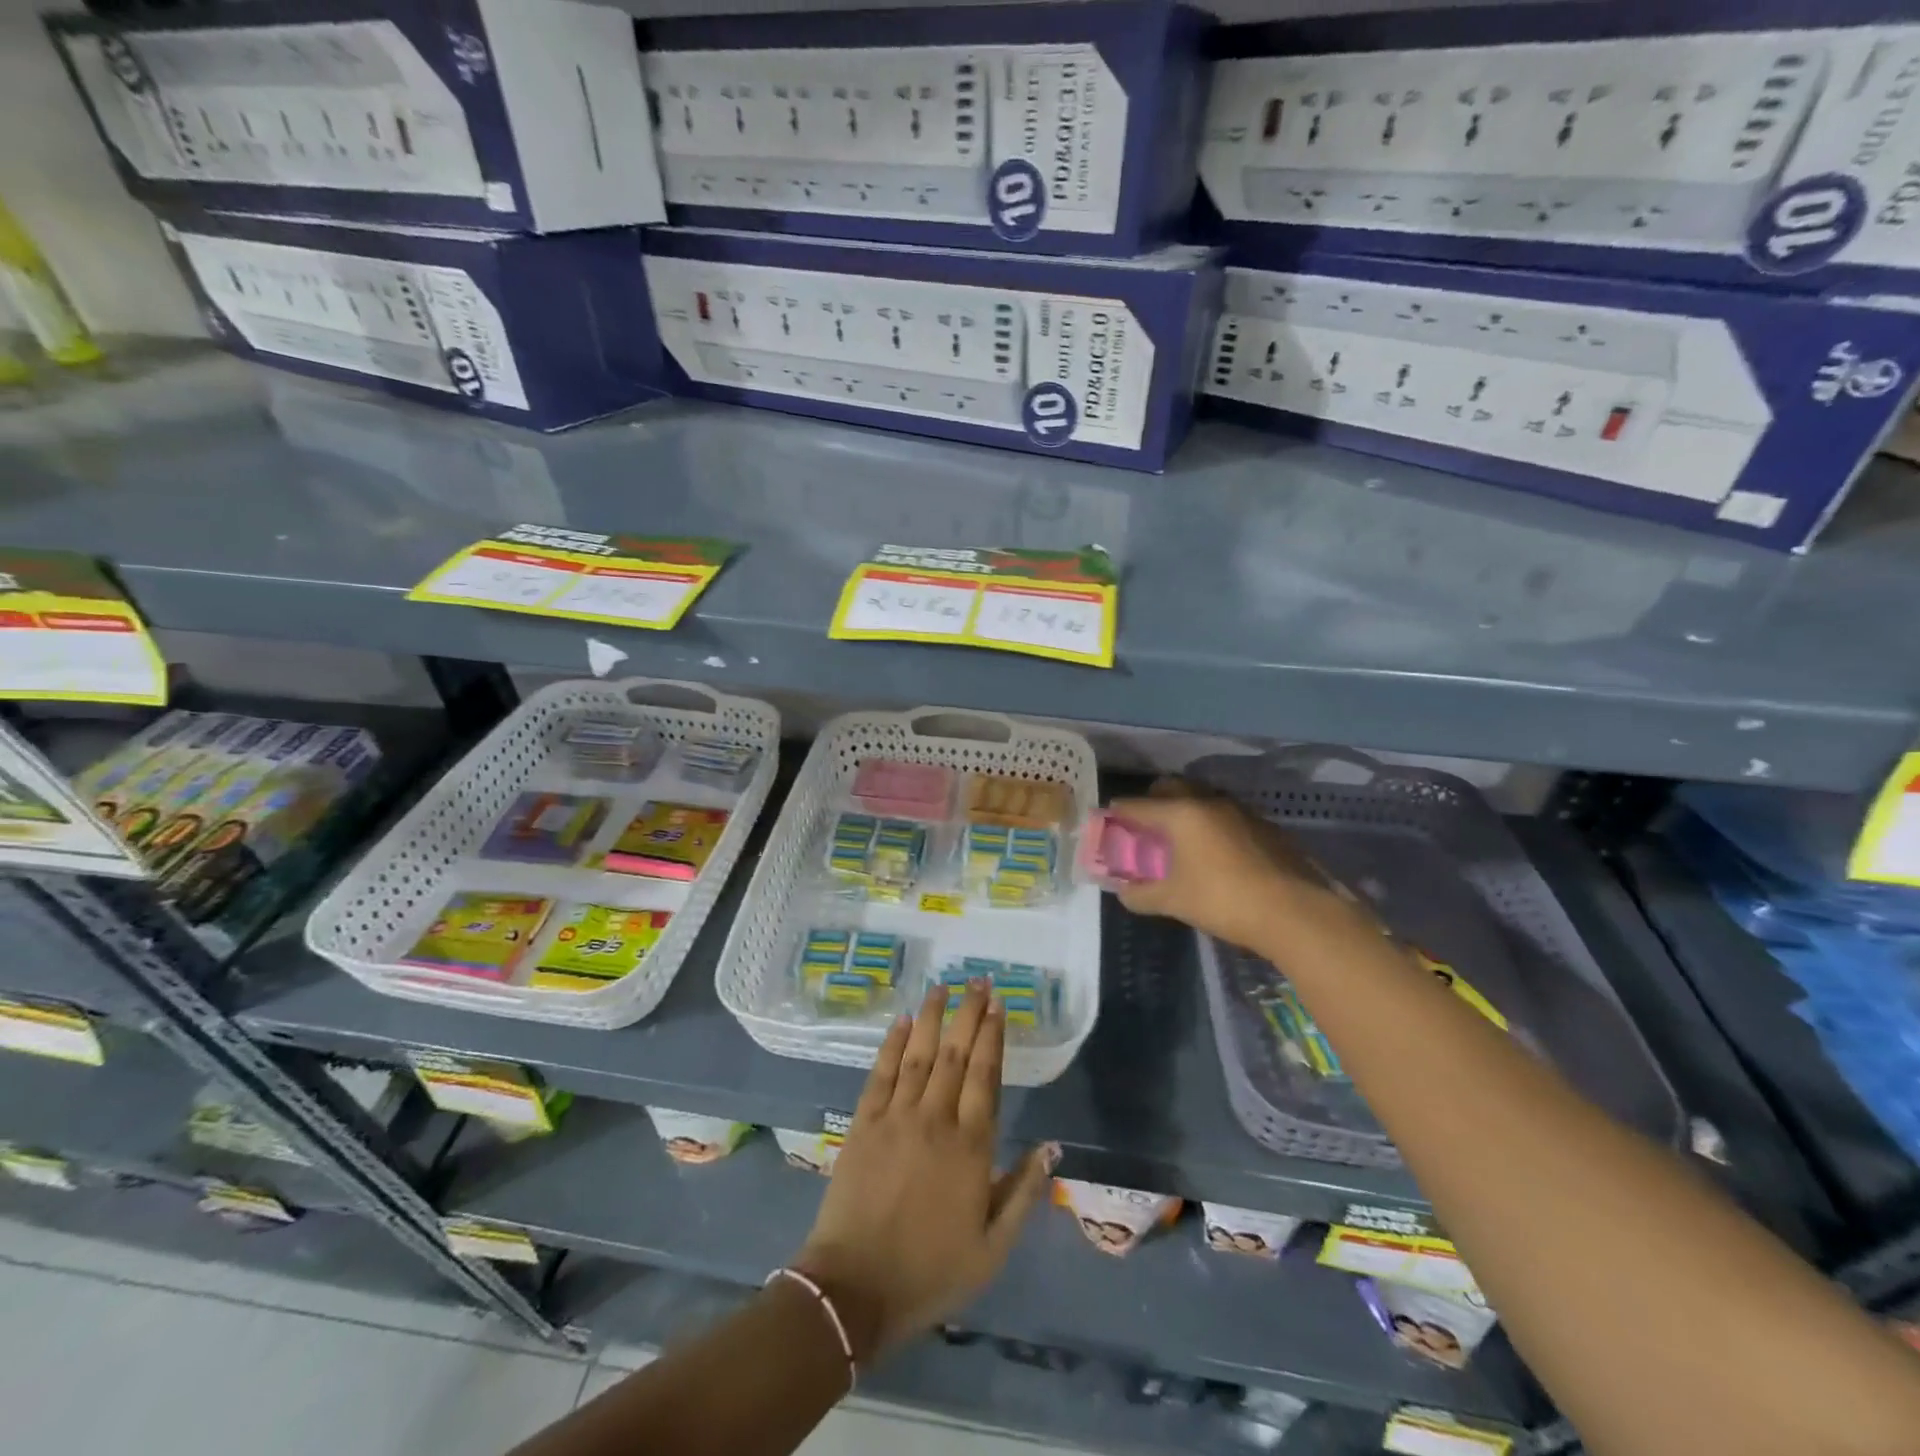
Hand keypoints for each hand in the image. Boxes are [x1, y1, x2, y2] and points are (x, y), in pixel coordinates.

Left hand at [793, 981, 1057, 1366]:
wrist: (855, 1289)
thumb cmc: (931, 1271)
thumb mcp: (992, 1247)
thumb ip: (1024, 1192)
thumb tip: (1051, 1147)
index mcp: (970, 1146)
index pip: (986, 1075)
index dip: (994, 1036)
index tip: (1000, 1004)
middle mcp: (935, 1119)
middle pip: (956, 1054)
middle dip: (970, 1013)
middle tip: (979, 980)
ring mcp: (896, 1116)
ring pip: (919, 1053)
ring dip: (933, 1017)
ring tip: (943, 986)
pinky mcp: (863, 1123)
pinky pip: (881, 1072)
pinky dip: (892, 1043)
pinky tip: (902, 1020)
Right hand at [1106, 778, 1349, 951]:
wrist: (1295, 912)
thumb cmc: (1223, 900)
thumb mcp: (1173, 901)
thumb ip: (1141, 894)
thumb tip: (1123, 892)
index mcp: (1181, 813)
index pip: (1136, 805)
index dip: (1116, 814)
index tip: (1106, 822)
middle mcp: (1209, 802)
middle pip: (1170, 788)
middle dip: (1151, 802)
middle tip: (1142, 827)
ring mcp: (1241, 811)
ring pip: (1201, 798)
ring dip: (1184, 810)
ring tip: (1178, 839)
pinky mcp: (1264, 826)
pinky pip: (1225, 815)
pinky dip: (1210, 824)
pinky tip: (1213, 852)